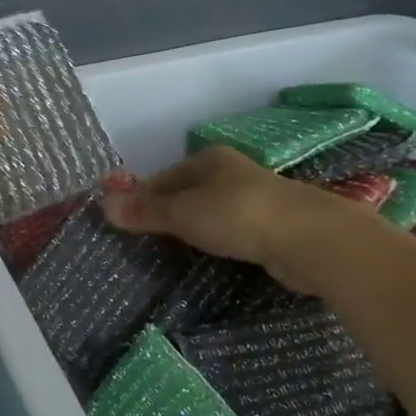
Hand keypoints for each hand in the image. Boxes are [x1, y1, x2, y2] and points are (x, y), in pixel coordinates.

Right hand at [101, 145, 363, 294]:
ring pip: (212, 210)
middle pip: (187, 191)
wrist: (312, 240)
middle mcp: (232, 171)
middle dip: (167, 211)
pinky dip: (219, 240)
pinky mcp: (275, 226)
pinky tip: (213, 257)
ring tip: (174, 250)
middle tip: (145, 238)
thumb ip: (145, 211)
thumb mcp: (183, 213)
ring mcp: (256, 198)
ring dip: (194, 227)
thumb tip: (103, 205)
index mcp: (208, 159)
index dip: (142, 196)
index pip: (163, 176)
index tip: (125, 219)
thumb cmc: (239, 216)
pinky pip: (234, 230)